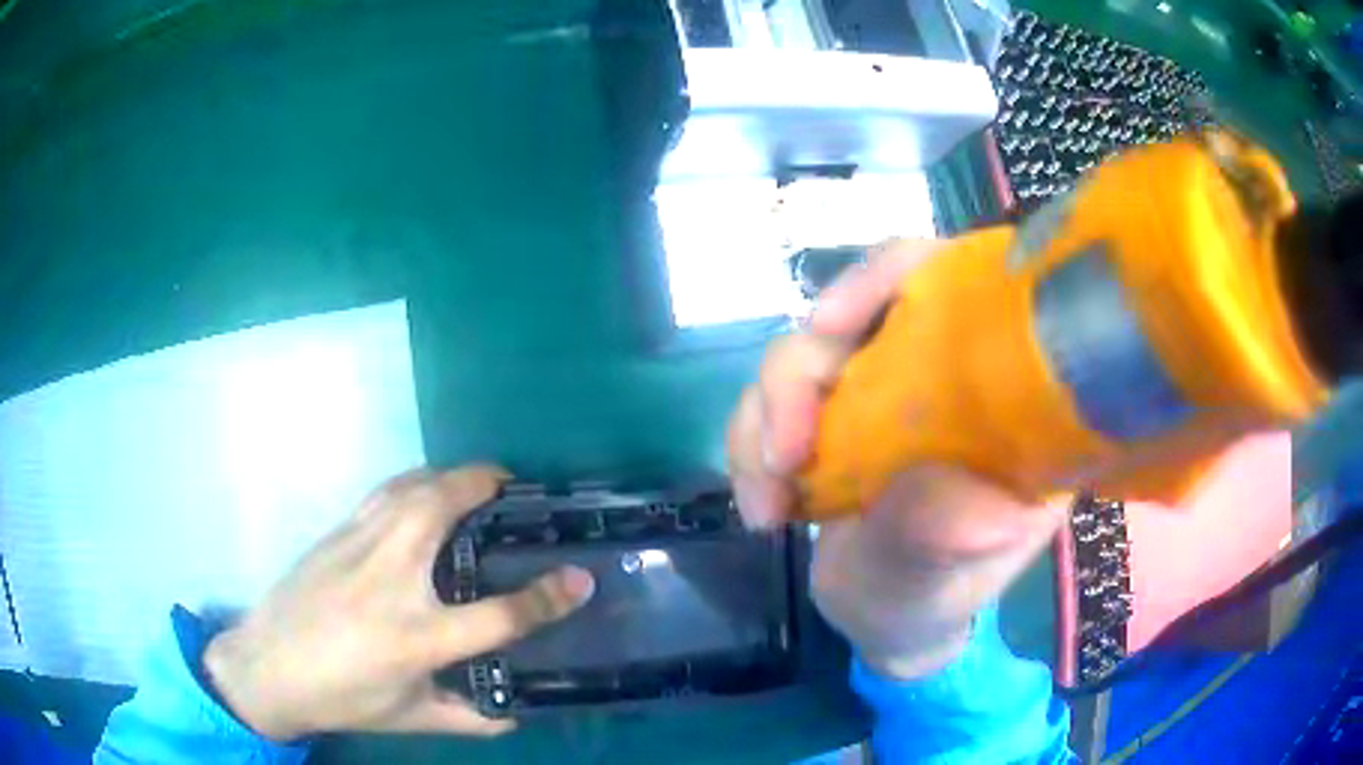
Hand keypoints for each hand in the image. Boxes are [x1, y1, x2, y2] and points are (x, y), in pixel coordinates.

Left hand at [203, 465, 594, 740]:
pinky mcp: (337, 533)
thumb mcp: (411, 719)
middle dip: (484, 486)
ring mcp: (359, 547)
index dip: (548, 597)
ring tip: (473, 481)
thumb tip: (517, 714)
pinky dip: (413, 482)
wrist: (267, 667)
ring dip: (448, 475)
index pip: (498, 615)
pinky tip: (420, 493)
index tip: (581, 578)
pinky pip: (384, 492)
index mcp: (417, 637)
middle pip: (443, 508)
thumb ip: (470, 718)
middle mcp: (391, 580)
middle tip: (512, 488)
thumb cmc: (341, 698)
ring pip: (410, 487)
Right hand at [728, 241, 1066, 677]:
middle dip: (800, 377)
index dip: (892, 278)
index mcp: (1000, 395)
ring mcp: (879, 395)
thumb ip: (944, 537)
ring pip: (799, 357)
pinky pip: (767, 402)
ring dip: (762, 424)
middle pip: (857, 312)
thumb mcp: (945, 583)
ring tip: (766, 507)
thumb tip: (936, 483)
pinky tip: (762, 509)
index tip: (831, 325)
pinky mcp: (830, 418)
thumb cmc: (934, 601)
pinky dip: (748, 447)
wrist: (887, 624)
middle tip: (782, 456)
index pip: (956, 285)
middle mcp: (939, 376)